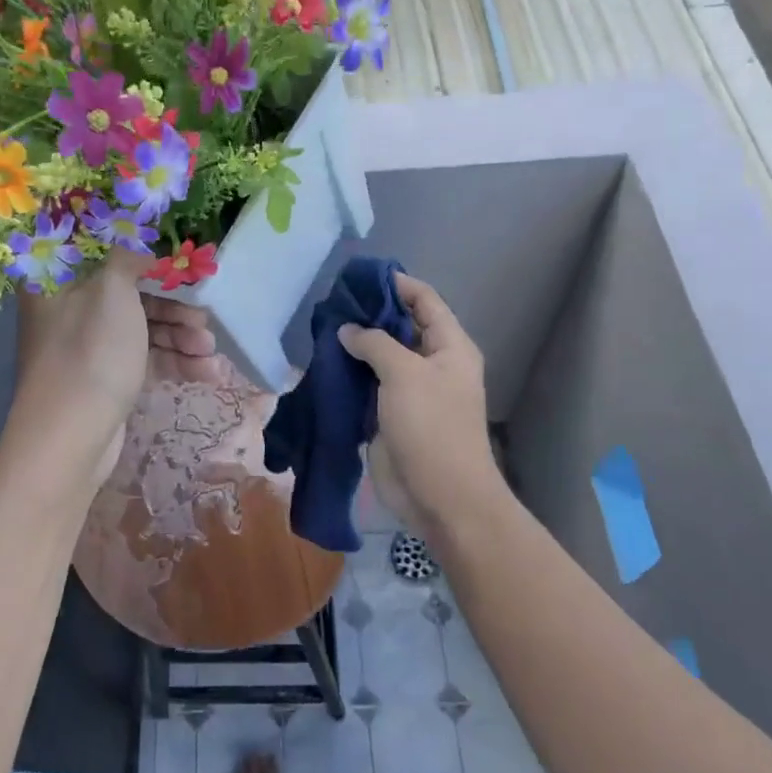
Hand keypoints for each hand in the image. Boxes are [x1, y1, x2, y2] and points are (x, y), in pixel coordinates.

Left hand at [10, 257, 221, 487]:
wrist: (71, 439)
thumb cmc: (90, 352)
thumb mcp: (112, 290)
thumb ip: (130, 257)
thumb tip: (141, 242)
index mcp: (58, 280)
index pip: (103, 252)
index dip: (142, 254)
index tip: (178, 260)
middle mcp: (70, 309)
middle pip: (130, 293)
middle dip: (174, 306)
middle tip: (204, 317)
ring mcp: (88, 346)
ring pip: (142, 328)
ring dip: (180, 336)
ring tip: (210, 351)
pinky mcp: (107, 377)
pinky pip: (144, 358)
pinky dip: (174, 362)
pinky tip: (209, 373)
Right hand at [338, 272, 498, 535]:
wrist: (439, 496)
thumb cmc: (431, 426)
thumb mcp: (404, 373)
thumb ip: (375, 343)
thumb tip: (349, 330)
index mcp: (449, 346)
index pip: (424, 300)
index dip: (396, 284)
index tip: (360, 276)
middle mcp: (431, 363)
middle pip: (400, 326)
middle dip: (369, 314)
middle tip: (332, 302)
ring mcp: (409, 390)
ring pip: (380, 356)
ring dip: (355, 344)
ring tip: (322, 328)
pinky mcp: (388, 414)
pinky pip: (367, 385)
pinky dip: (348, 373)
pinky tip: (323, 362)